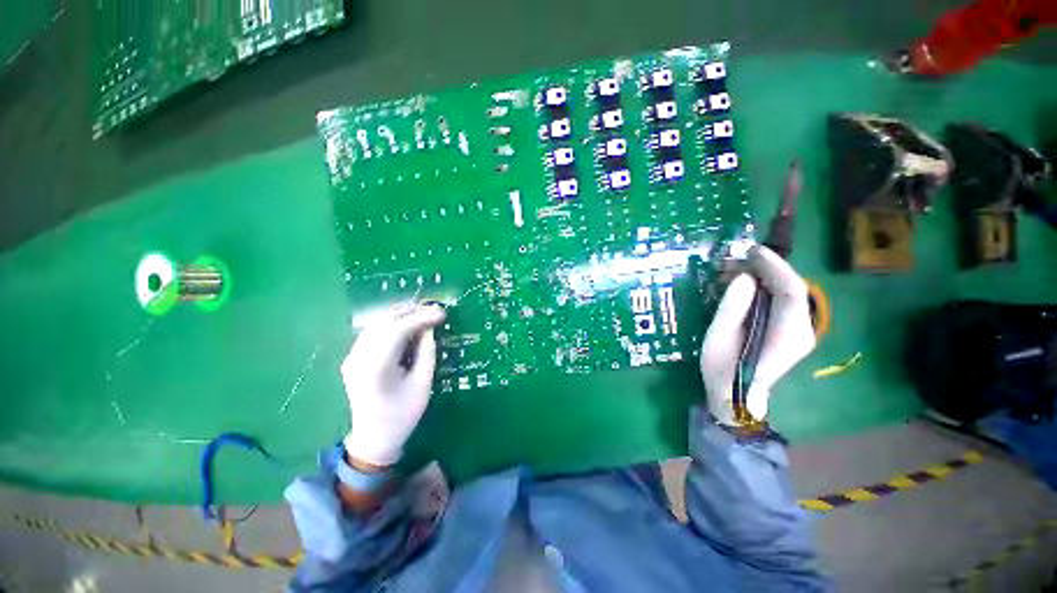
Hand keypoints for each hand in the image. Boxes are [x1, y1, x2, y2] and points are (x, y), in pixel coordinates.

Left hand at [341, 304, 446, 466]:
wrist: (374, 437)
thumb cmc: (403, 414)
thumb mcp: (423, 383)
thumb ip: (427, 351)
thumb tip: (430, 327)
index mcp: (376, 367)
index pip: (398, 330)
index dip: (421, 317)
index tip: (441, 313)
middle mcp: (358, 357)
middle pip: (384, 322)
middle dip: (411, 312)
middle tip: (434, 310)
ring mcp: (352, 357)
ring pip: (377, 324)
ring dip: (401, 315)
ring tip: (424, 314)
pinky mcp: (353, 358)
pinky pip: (373, 332)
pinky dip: (392, 324)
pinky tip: (407, 324)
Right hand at [700, 246, 815, 425]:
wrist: (736, 395)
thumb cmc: (724, 369)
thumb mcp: (719, 337)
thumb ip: (732, 307)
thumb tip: (743, 277)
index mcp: (787, 335)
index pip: (791, 291)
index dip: (774, 266)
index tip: (753, 250)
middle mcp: (802, 330)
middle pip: (792, 288)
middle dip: (766, 268)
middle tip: (737, 258)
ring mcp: (799, 330)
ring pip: (788, 292)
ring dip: (764, 276)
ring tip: (736, 268)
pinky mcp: (791, 330)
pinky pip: (782, 300)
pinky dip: (765, 287)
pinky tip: (745, 283)